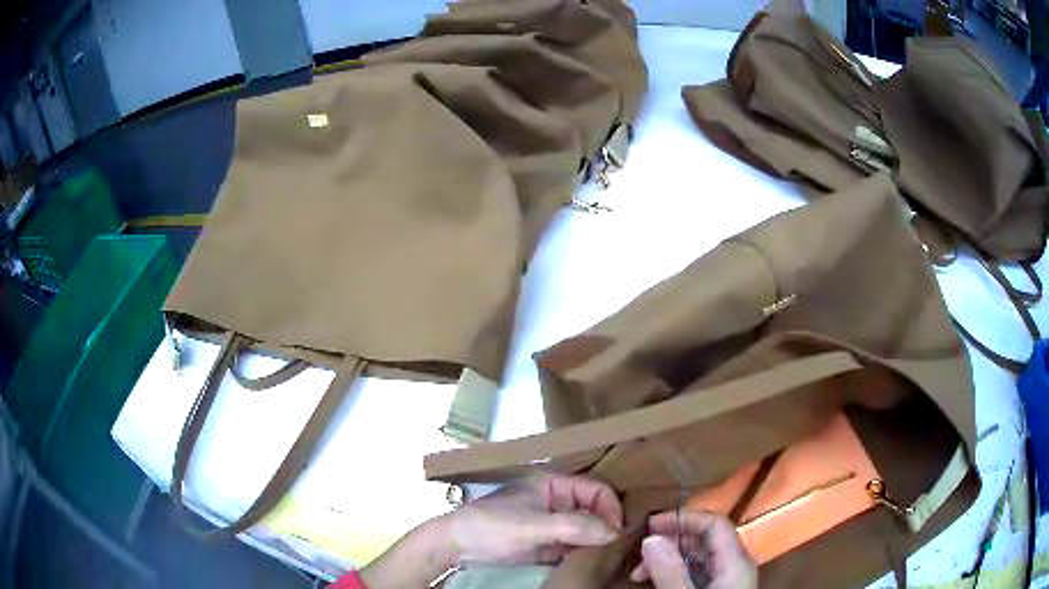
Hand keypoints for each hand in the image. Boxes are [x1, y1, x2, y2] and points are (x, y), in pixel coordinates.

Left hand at [442, 472, 623, 565]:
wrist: (458, 545)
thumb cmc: (494, 525)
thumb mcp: (535, 525)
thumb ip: (575, 527)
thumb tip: (615, 532)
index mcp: (554, 484)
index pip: (596, 489)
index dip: (610, 507)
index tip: (617, 531)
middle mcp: (556, 502)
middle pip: (593, 510)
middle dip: (606, 526)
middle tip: (618, 547)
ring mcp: (551, 524)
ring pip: (585, 530)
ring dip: (596, 542)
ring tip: (609, 557)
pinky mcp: (545, 544)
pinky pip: (573, 546)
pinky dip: (583, 553)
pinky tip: (591, 563)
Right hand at [631, 511, 756, 588]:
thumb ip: (670, 572)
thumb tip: (651, 538)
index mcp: (735, 562)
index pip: (714, 523)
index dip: (683, 518)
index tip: (649, 526)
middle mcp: (735, 565)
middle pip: (705, 538)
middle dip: (670, 541)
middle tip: (638, 556)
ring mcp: (727, 579)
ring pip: (699, 556)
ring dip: (668, 558)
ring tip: (640, 574)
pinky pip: (697, 572)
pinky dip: (674, 571)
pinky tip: (656, 581)